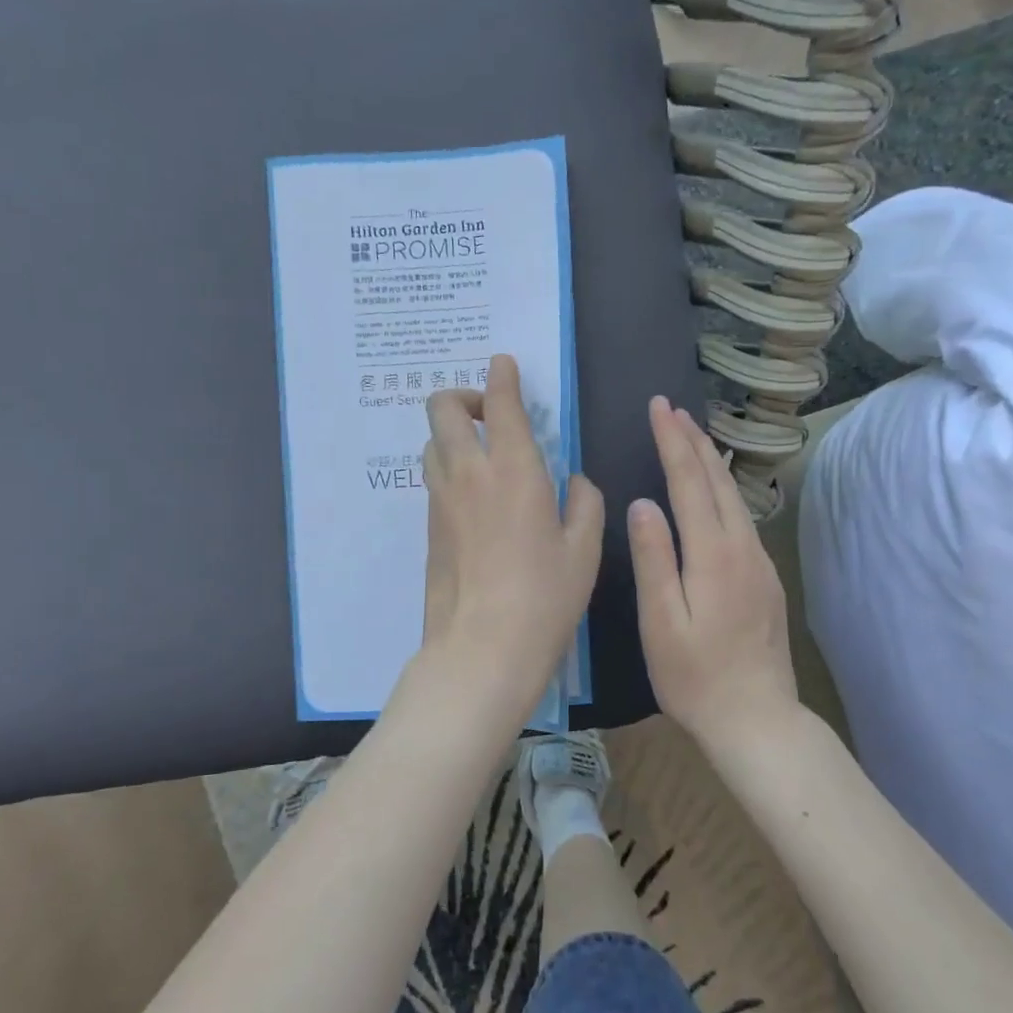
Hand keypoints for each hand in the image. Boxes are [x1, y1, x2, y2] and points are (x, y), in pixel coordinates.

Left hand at [418, 355, 603, 723]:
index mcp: (515, 469)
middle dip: (461, 397)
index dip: (501, 376)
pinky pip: (433, 481)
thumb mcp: (584, 549)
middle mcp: (469, 473)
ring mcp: (441, 500)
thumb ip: (584, 503)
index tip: (503, 364)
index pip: (500, 403)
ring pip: (431, 444)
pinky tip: (473, 499)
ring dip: (451, 436)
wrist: (482, 648)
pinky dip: (448, 471)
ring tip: (480, 457)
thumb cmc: (545, 597)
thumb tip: (572, 482)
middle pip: (441, 409)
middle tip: (487, 414)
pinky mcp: (428, 528)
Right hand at [629, 397, 797, 749]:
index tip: (659, 407)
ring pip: (733, 497)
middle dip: (694, 440)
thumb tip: (642, 503)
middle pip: (717, 481)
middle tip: (673, 408)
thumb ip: (654, 559)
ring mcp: (759, 563)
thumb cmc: (695, 677)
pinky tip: (714, 491)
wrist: (757, 720)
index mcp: (712, 555)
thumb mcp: (660, 622)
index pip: (689, 482)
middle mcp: (742, 548)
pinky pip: (742, 518)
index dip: (672, 441)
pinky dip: (723, 490)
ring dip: (711, 461)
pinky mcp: (765, 579)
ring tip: (692, 435)